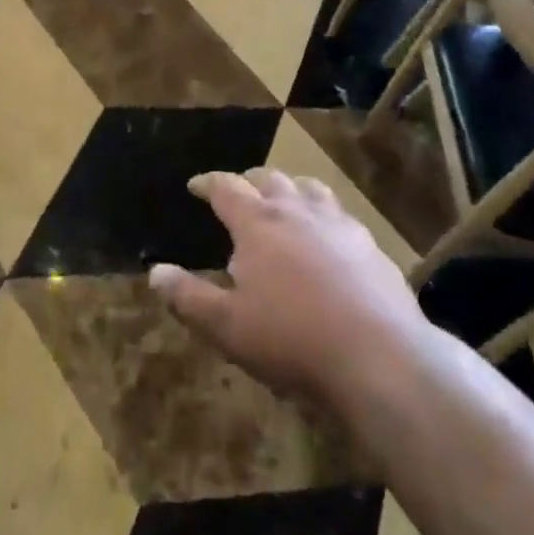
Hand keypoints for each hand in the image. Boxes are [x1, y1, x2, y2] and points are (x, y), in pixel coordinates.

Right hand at [148, 169, 428, 407]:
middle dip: (249, 181)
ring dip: (291, 189)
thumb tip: (155, 271)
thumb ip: (188, 297)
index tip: (196, 184)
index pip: (226, 188)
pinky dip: (325, 216)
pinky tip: (329, 239)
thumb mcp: (228, 326)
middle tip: (240, 192)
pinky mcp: (370, 245)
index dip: (208, 183)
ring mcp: (339, 224)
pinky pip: (342, 216)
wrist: (379, 355)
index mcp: (258, 223)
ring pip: (310, 189)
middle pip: (270, 179)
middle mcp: (298, 211)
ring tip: (285, 201)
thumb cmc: (292, 338)